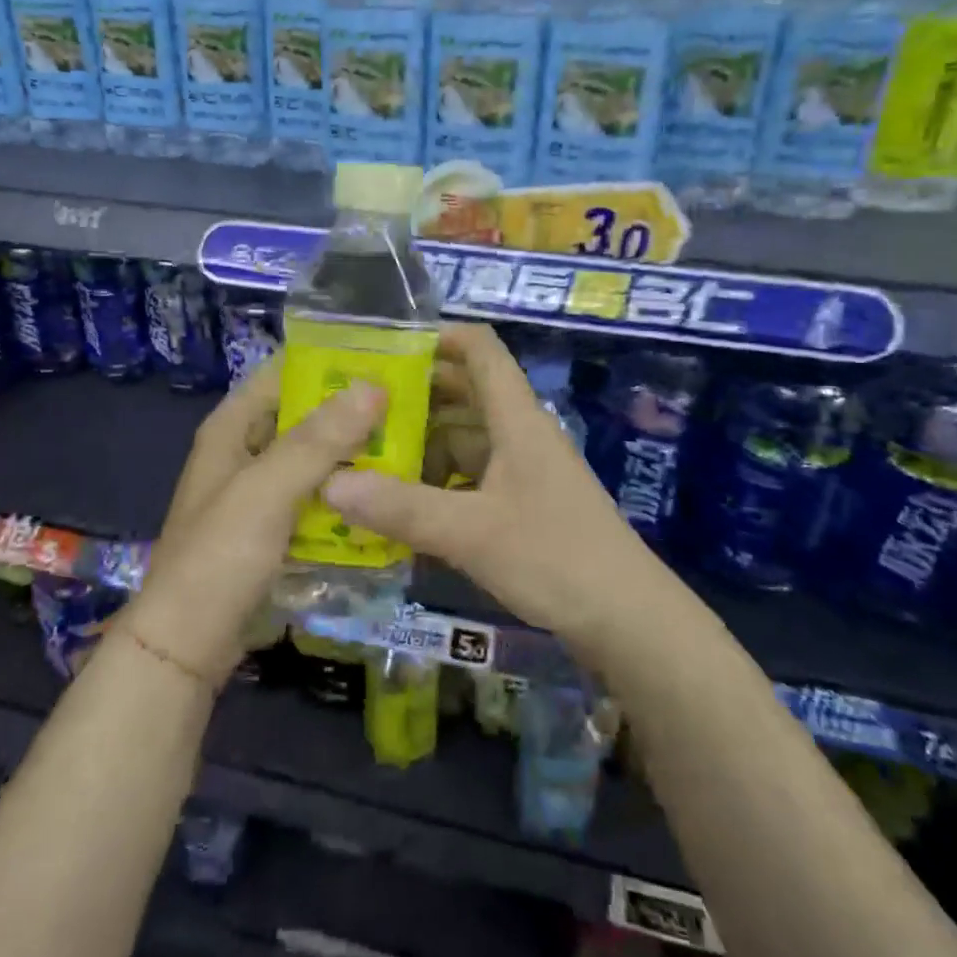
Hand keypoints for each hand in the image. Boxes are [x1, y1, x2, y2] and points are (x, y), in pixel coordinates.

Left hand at [127, 363, 385, 684]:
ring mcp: (261, 491)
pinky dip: (344, 491)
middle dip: (351, 410)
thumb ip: (318, 439)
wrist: (188, 646)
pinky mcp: (275, 527)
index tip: (383, 357)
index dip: (328, 360)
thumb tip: (373, 387)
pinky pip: (317, 496)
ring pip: (315, 458)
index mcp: (232, 428)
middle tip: (412, 403)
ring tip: (411, 442)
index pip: (282, 372)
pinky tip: (383, 492)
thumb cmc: (220, 556)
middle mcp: (246, 450)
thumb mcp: (268, 490)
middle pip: (304, 415)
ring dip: (353, 452)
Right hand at [321, 323, 661, 658]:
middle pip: (466, 391)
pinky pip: (472, 474)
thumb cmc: (554, 558)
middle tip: (358, 406)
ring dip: (424, 441)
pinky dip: (440, 479)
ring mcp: (524, 469)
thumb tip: (329, 483)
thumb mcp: (469, 531)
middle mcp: (520, 433)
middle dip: (416, 394)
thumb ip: (401, 507)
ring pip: (466, 436)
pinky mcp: (524, 503)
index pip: (480, 349)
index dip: (438, 336)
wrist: (627, 620)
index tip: (385, 347)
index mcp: (516, 418)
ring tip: (370, 456)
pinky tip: (406, 502)